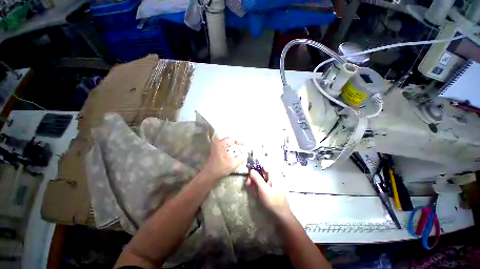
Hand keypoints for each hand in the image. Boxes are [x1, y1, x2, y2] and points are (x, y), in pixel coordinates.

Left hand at [201, 136, 244, 180]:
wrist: (209, 175)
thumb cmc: (221, 168)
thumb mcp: (233, 164)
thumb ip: (241, 158)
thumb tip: (245, 154)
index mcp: (222, 143)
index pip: (233, 138)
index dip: (240, 141)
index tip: (245, 145)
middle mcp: (217, 142)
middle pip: (230, 139)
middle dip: (237, 142)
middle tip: (243, 147)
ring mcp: (215, 146)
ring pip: (226, 142)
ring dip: (233, 145)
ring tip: (239, 149)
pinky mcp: (214, 150)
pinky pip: (223, 146)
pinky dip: (229, 148)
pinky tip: (233, 152)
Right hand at [247, 169, 290, 217]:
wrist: (280, 216)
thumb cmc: (272, 201)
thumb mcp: (263, 189)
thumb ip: (257, 178)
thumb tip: (251, 170)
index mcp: (274, 176)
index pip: (264, 167)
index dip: (256, 167)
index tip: (249, 171)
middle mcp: (273, 178)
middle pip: (261, 173)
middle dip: (254, 178)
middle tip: (248, 183)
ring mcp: (271, 184)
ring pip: (260, 180)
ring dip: (254, 184)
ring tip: (253, 191)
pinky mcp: (269, 190)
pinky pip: (261, 186)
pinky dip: (257, 188)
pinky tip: (256, 193)